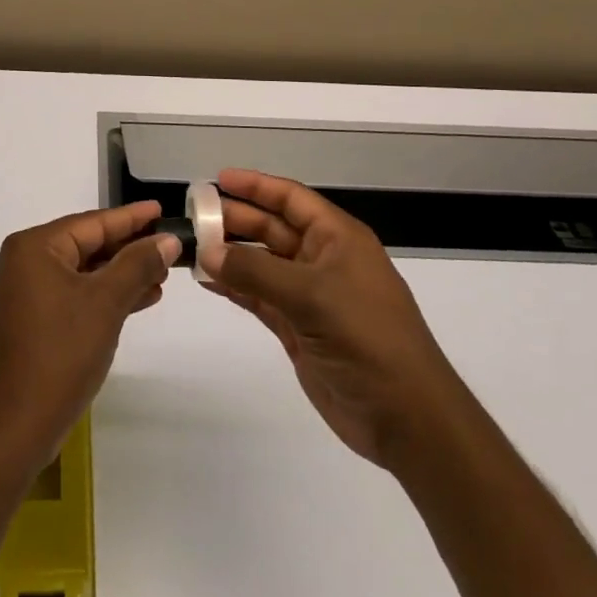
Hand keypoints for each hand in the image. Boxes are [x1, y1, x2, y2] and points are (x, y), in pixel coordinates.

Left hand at [0, 202, 177, 473]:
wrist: (9, 431)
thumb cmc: (58, 356)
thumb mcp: (105, 304)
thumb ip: (137, 265)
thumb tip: (166, 239)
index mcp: (33, 248)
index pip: (91, 223)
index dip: (131, 218)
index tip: (161, 209)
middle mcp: (21, 264)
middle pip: (84, 246)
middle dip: (127, 250)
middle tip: (168, 248)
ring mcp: (20, 296)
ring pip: (79, 275)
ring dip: (118, 277)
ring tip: (160, 280)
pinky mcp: (25, 325)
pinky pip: (69, 298)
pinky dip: (100, 299)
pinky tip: (132, 304)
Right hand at [198, 169, 467, 472]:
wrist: (406, 417)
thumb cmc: (367, 339)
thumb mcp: (312, 296)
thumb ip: (255, 272)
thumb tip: (206, 253)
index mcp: (338, 239)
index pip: (292, 198)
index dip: (256, 186)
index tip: (217, 180)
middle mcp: (323, 260)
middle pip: (272, 228)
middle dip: (235, 220)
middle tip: (193, 218)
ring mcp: (310, 296)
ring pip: (262, 263)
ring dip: (230, 255)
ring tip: (191, 247)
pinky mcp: (298, 327)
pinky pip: (259, 296)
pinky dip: (234, 287)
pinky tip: (206, 281)